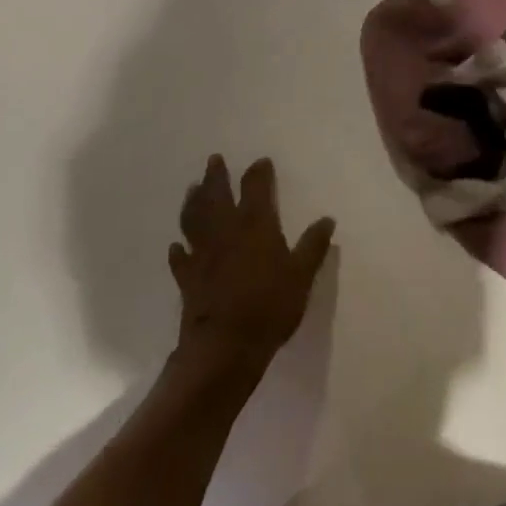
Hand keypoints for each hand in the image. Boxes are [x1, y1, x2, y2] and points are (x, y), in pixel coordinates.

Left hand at [169, 155, 334, 379]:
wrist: (225, 346)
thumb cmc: (270, 306)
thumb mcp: (302, 275)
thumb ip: (313, 246)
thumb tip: (327, 219)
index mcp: (255, 224)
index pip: (256, 187)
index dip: (258, 172)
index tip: (261, 162)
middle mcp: (225, 230)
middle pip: (217, 195)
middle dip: (216, 176)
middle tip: (214, 160)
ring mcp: (202, 253)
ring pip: (194, 218)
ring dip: (193, 201)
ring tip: (192, 189)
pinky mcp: (187, 277)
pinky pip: (180, 257)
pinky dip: (179, 249)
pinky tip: (177, 245)